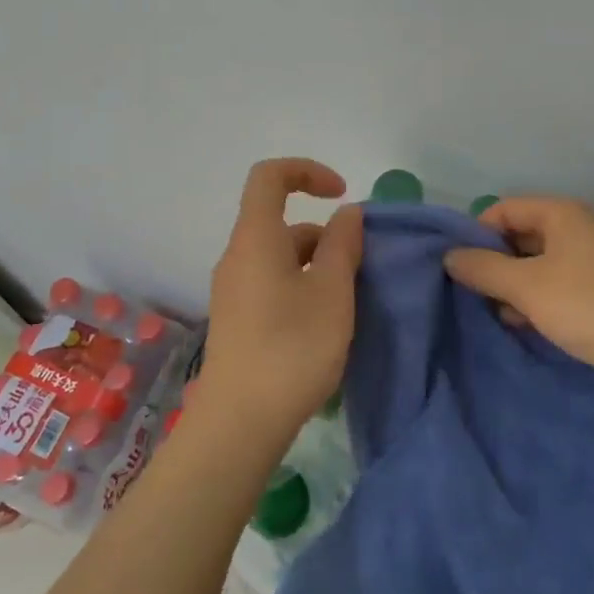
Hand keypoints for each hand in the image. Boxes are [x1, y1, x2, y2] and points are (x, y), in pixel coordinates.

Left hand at [200, 158, 363, 432]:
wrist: (240, 423)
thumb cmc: (292, 348)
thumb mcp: (332, 291)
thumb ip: (342, 244)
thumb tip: (346, 214)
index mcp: (256, 239)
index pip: (270, 176)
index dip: (307, 171)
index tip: (343, 195)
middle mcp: (238, 257)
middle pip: (281, 222)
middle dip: (325, 234)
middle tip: (360, 269)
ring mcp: (234, 291)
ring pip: (280, 257)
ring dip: (317, 264)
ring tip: (349, 302)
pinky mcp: (238, 320)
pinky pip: (273, 283)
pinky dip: (302, 286)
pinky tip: (324, 324)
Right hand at [443, 197, 593, 410]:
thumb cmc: (590, 306)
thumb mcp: (527, 287)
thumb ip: (483, 269)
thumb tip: (449, 256)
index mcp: (561, 214)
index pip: (504, 208)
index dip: (477, 233)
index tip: (459, 267)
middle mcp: (577, 229)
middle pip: (520, 235)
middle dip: (494, 263)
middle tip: (473, 293)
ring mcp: (591, 261)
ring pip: (536, 265)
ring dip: (513, 286)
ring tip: (496, 313)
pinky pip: (555, 286)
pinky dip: (536, 301)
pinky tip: (524, 324)